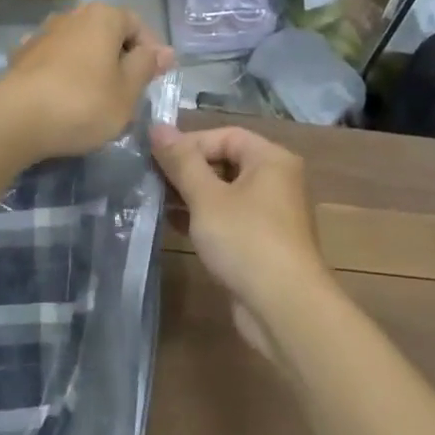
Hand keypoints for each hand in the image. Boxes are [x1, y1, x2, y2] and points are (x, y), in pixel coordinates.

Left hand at [0, 3, 173, 161]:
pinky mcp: (21, 57)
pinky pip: (54, 62)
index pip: (137, 25)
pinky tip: (64, 98)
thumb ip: (146, 66)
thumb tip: (164, 51)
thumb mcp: (127, 91)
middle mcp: (71, 16)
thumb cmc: (83, 103)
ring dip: (91, 67)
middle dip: (120, 59)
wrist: (15, 120)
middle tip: (128, 93)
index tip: (155, 80)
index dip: (151, 52)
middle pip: (106, 34)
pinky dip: (64, 75)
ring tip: (97, 99)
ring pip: (79, 48)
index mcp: (103, 17)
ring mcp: (42, 34)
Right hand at [150, 124, 331, 330]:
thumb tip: (157, 126)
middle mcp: (276, 181)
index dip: (189, 143)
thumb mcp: (206, 198)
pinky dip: (203, 218)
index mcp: (271, 160)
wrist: (284, 307)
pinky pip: (228, 218)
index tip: (156, 159)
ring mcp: (270, 214)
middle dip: (187, 170)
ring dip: (191, 195)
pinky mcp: (261, 242)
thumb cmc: (246, 241)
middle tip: (151, 180)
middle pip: (225, 162)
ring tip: (155, 201)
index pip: (225, 136)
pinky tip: (173, 224)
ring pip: (224, 192)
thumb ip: (181, 161)